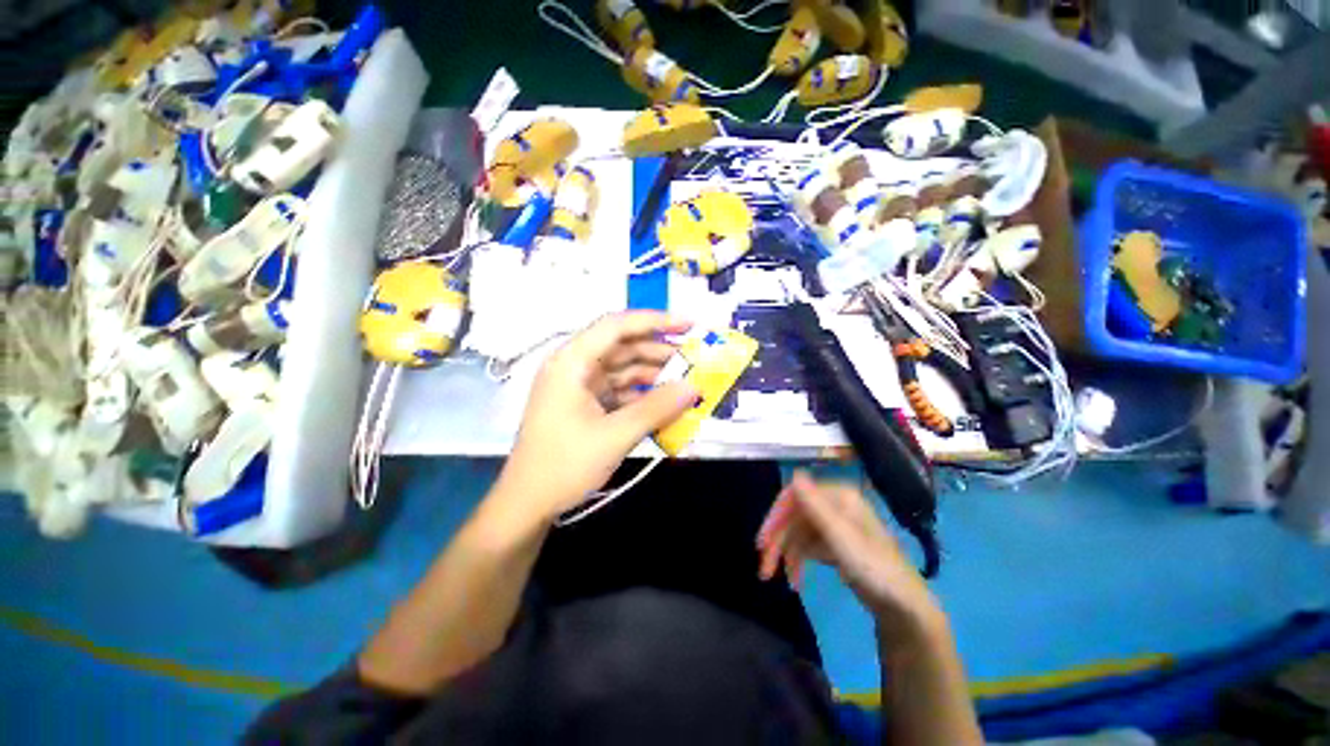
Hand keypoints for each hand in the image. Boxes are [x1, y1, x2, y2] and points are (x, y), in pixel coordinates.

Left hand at [495, 311, 699, 520]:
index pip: (616, 327)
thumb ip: (656, 408)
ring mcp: (579, 385)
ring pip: (623, 368)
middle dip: (659, 350)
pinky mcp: (585, 403)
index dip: (654, 321)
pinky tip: (665, 401)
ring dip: (653, 373)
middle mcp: (574, 366)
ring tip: (686, 380)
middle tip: (695, 357)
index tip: (688, 325)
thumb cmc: (564, 465)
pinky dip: (642, 393)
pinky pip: (619, 389)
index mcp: (572, 362)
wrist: (528, 504)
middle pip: (622, 346)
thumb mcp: (615, 435)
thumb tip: (694, 387)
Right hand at [757, 470, 943, 639]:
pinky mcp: (834, 544)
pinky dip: (798, 561)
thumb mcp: (841, 537)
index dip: (776, 517)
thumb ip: (815, 506)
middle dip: (778, 541)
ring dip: (785, 555)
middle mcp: (834, 506)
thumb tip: (794, 473)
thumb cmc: (874, 568)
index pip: (795, 496)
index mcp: (838, 497)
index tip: (762, 541)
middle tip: (764, 567)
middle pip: (794, 517)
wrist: (904, 608)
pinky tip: (795, 581)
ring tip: (776, 579)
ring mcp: (834, 525)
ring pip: (798, 533)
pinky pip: (807, 546)